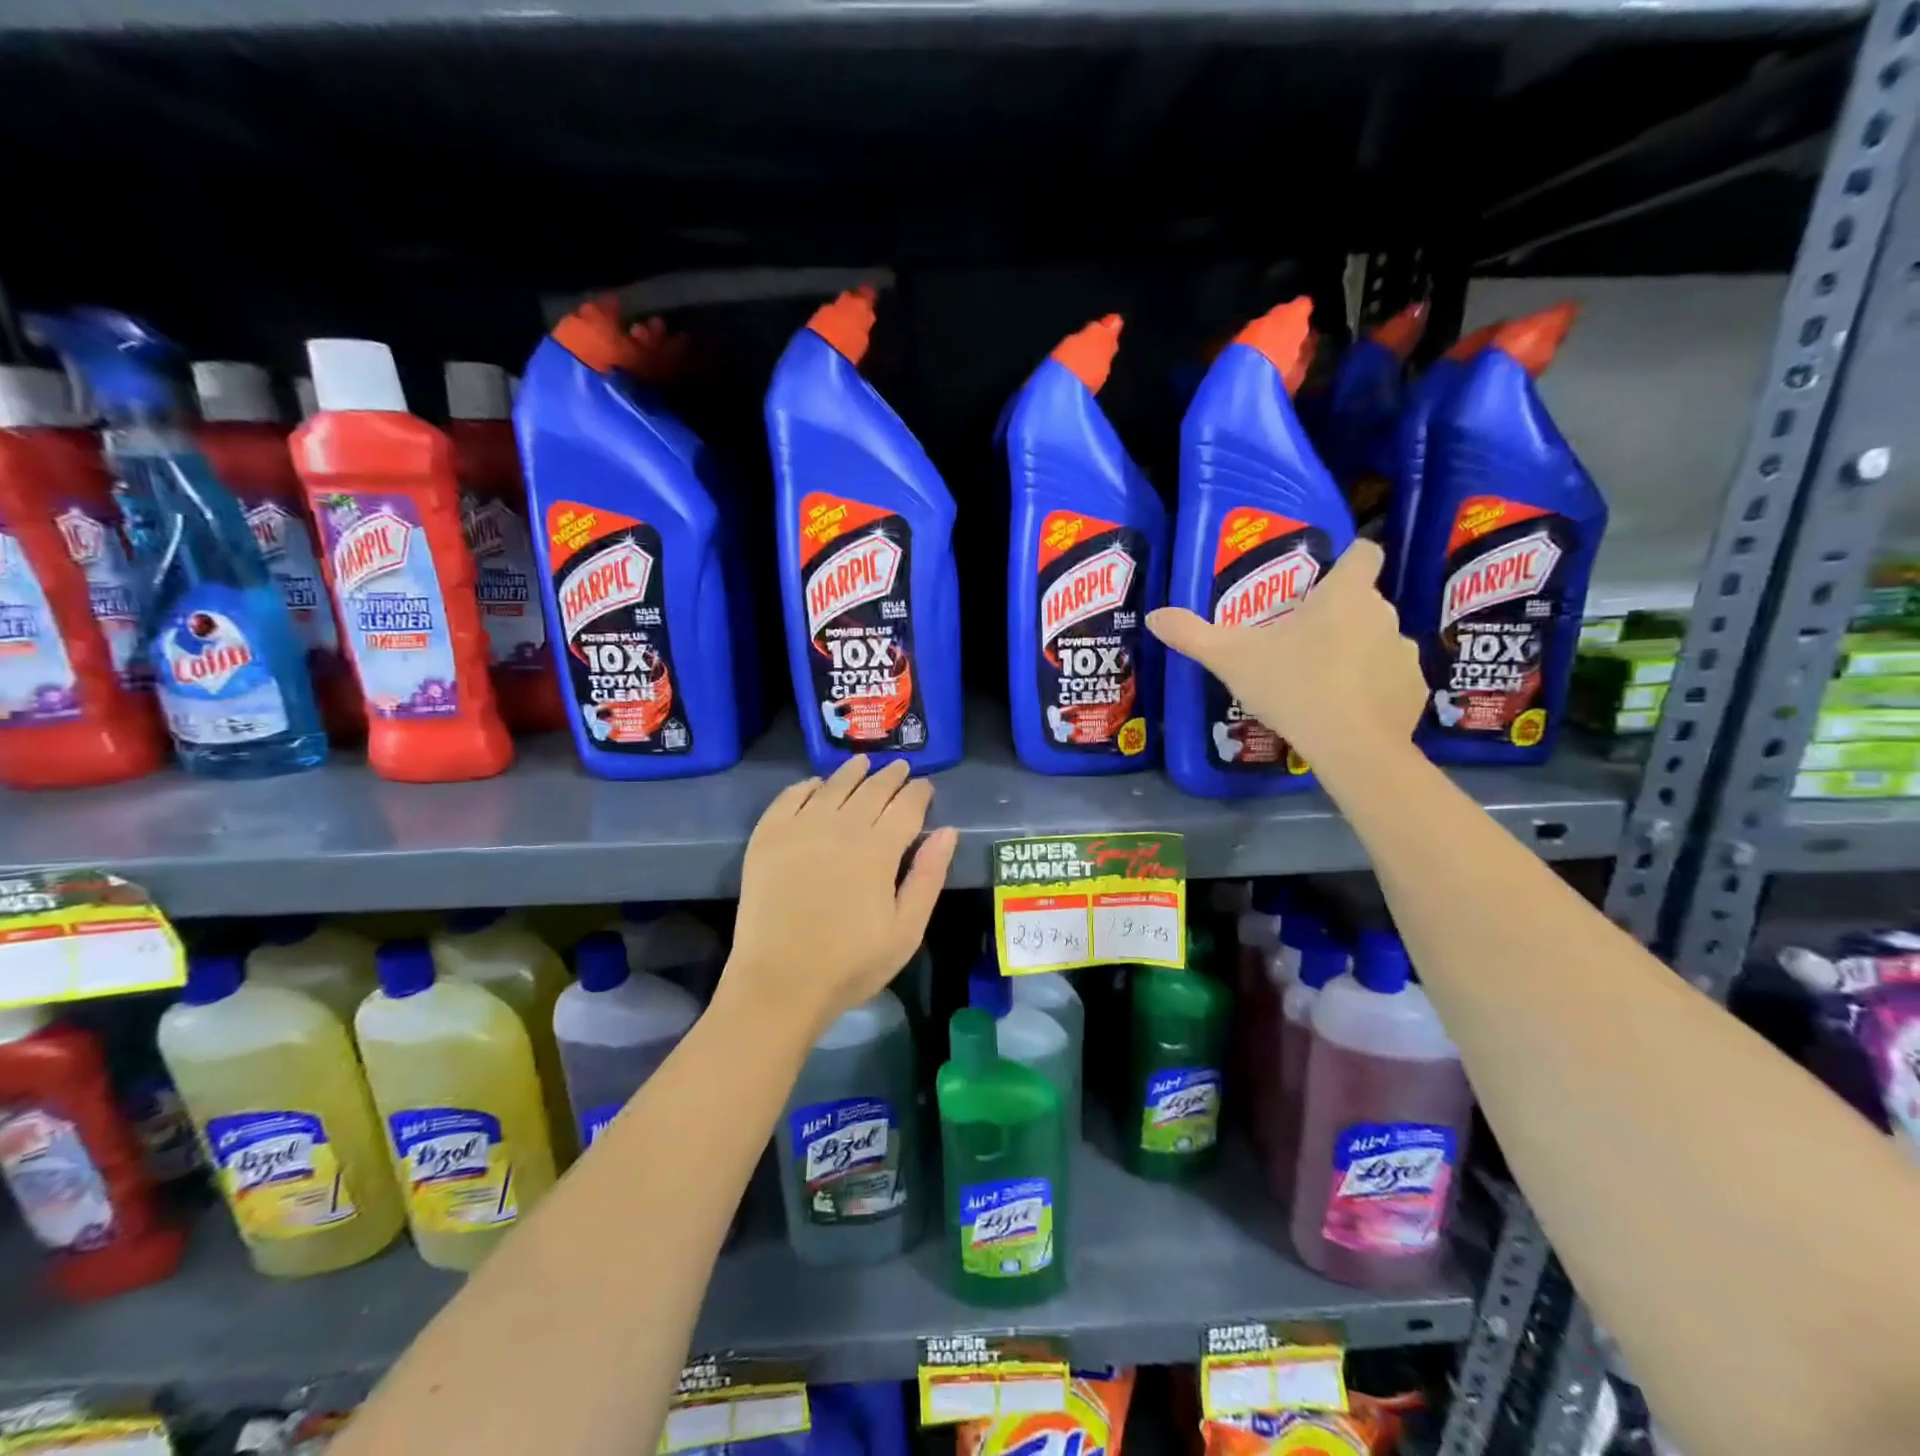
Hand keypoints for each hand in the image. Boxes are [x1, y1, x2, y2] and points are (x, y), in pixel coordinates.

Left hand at [722, 756, 957, 1038]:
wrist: (778, 983)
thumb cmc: (850, 964)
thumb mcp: (906, 930)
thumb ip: (928, 877)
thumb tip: (948, 831)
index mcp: (878, 849)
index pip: (906, 806)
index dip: (919, 792)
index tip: (925, 786)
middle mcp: (841, 827)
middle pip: (872, 789)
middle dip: (891, 776)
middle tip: (901, 768)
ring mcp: (800, 828)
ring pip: (832, 786)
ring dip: (852, 772)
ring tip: (863, 763)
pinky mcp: (767, 837)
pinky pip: (790, 798)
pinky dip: (806, 786)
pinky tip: (815, 785)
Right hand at [1146, 538, 1425, 772]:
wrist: (1350, 745)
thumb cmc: (1291, 686)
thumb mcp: (1230, 659)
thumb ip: (1192, 634)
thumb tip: (1153, 615)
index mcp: (1344, 595)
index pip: (1365, 553)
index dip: (1350, 559)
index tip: (1326, 579)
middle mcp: (1382, 613)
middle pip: (1363, 602)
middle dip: (1338, 617)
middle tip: (1300, 645)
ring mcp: (1404, 652)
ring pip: (1378, 641)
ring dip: (1357, 652)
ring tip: (1324, 683)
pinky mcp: (1414, 689)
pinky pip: (1391, 678)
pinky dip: (1374, 688)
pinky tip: (1348, 711)